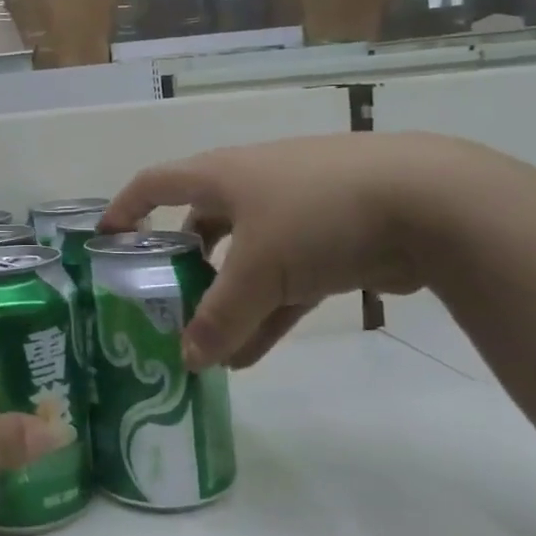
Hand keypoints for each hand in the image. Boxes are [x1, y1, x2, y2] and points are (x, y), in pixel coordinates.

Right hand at [102, 133, 441, 370]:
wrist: (429, 202)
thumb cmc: (316, 214)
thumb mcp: (258, 269)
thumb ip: (219, 317)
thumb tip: (187, 359)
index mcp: (222, 175)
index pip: (155, 183)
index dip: (125, 207)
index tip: (105, 240)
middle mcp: (252, 188)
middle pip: (202, 227)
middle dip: (182, 268)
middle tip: (163, 306)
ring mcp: (295, 215)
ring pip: (245, 263)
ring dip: (226, 305)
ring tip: (206, 352)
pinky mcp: (332, 244)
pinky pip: (285, 283)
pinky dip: (266, 315)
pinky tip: (250, 357)